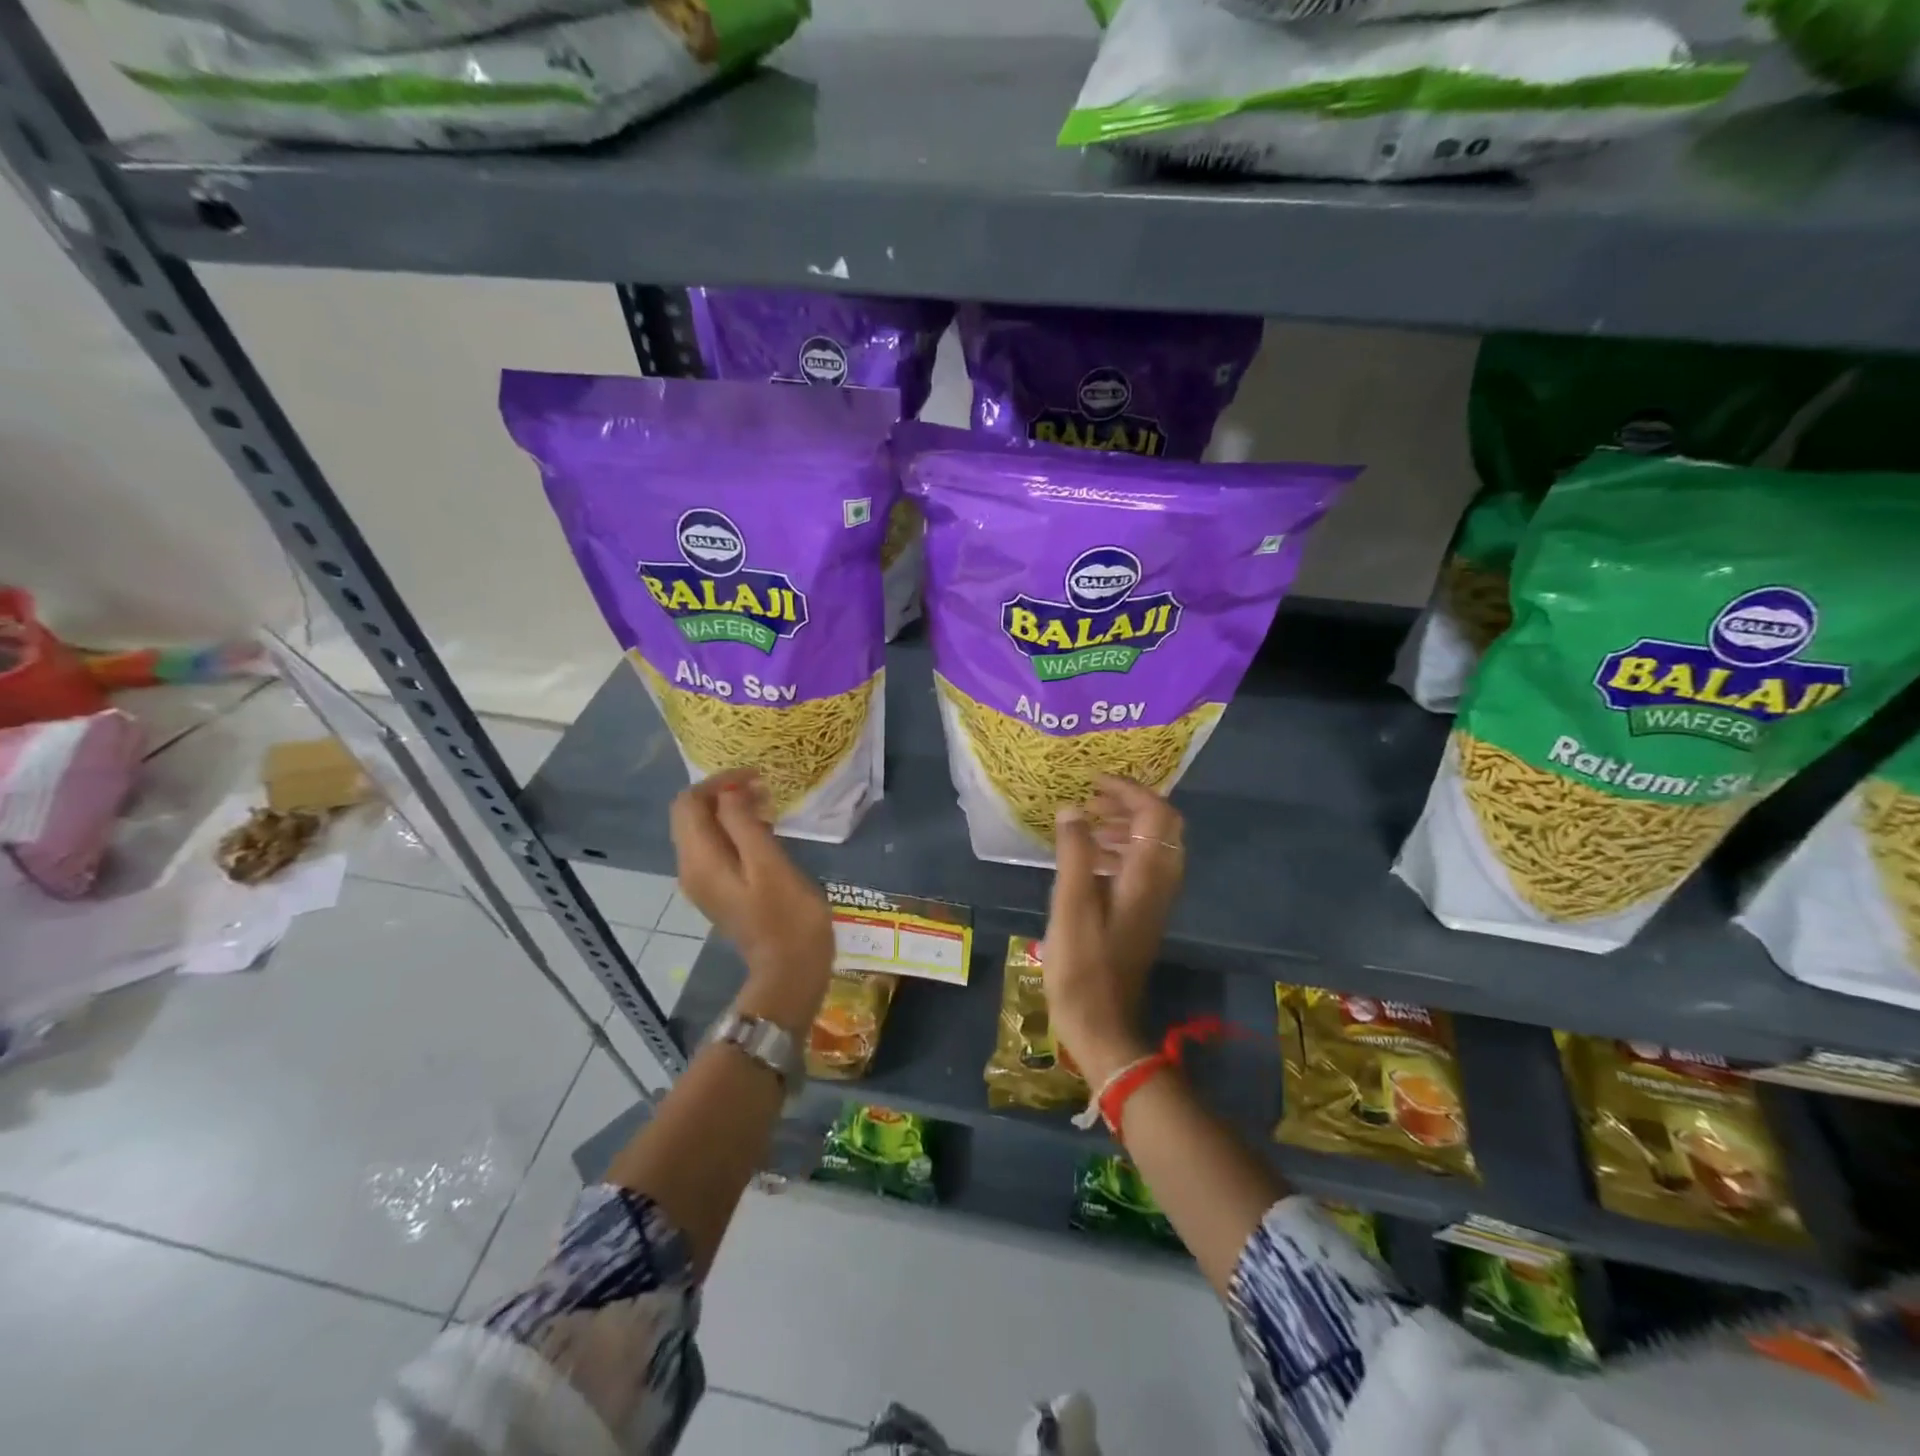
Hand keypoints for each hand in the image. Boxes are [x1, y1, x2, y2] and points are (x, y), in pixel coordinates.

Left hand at [670, 768, 832, 1031]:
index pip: (688, 803)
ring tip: (767, 805)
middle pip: (690, 815)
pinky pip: (715, 848)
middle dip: (722, 794)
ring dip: (729, 811)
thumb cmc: (787, 915)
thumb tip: (730, 792)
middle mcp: (690, 869)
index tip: (756, 777)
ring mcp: (703, 882)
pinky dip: (734, 831)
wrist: (790, 970)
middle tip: (763, 788)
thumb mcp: (769, 863)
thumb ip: (744, 823)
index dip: (718, 782)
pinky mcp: (719, 890)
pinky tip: (764, 831)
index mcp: (699, 860)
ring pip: (703, 831)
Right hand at [1040, 775, 1185, 1085]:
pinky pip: (1140, 867)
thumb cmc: (1083, 966)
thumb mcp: (1071, 905)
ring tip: (1084, 825)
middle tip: (1090, 800)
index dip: (1129, 790)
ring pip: (1151, 846)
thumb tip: (1072, 809)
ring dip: (1122, 827)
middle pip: (1161, 826)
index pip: (1156, 813)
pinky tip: (1085, 861)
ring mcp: (1154, 900)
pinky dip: (1118, 851)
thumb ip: (1074, 853)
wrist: (1103, 1025)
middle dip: (1128, 804)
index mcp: (1147, 875)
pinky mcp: (1142, 914)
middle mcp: (1160, 882)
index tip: (1093, 782)